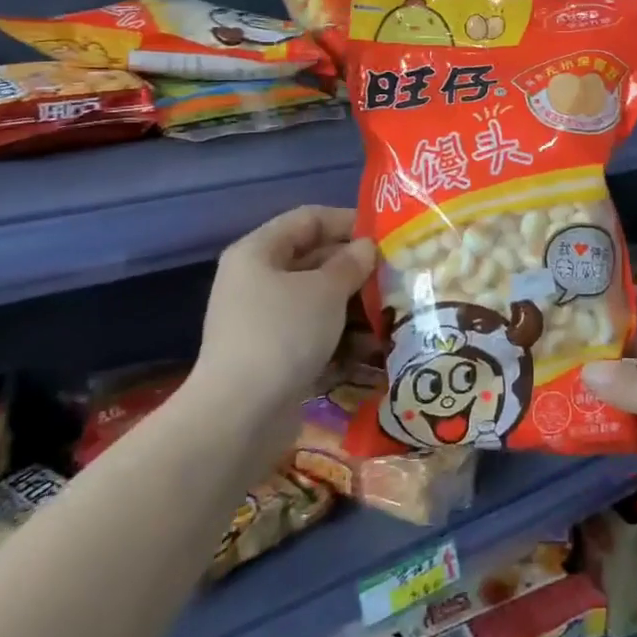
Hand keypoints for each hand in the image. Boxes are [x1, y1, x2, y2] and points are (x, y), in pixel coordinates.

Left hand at [184, 205, 376, 439]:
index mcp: (258, 252)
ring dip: (354, 304)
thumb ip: (351, 263)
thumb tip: (366, 248)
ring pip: (317, 299)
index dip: (348, 221)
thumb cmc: (283, 334)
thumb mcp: (325, 290)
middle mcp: (256, 280)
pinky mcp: (272, 355)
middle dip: (356, 267)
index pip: (309, 219)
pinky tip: (373, 345)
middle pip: (313, 259)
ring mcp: (263, 320)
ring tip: (394, 310)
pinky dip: (340, 335)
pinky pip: (313, 332)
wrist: (239, 417)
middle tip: (397, 274)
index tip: (386, 234)